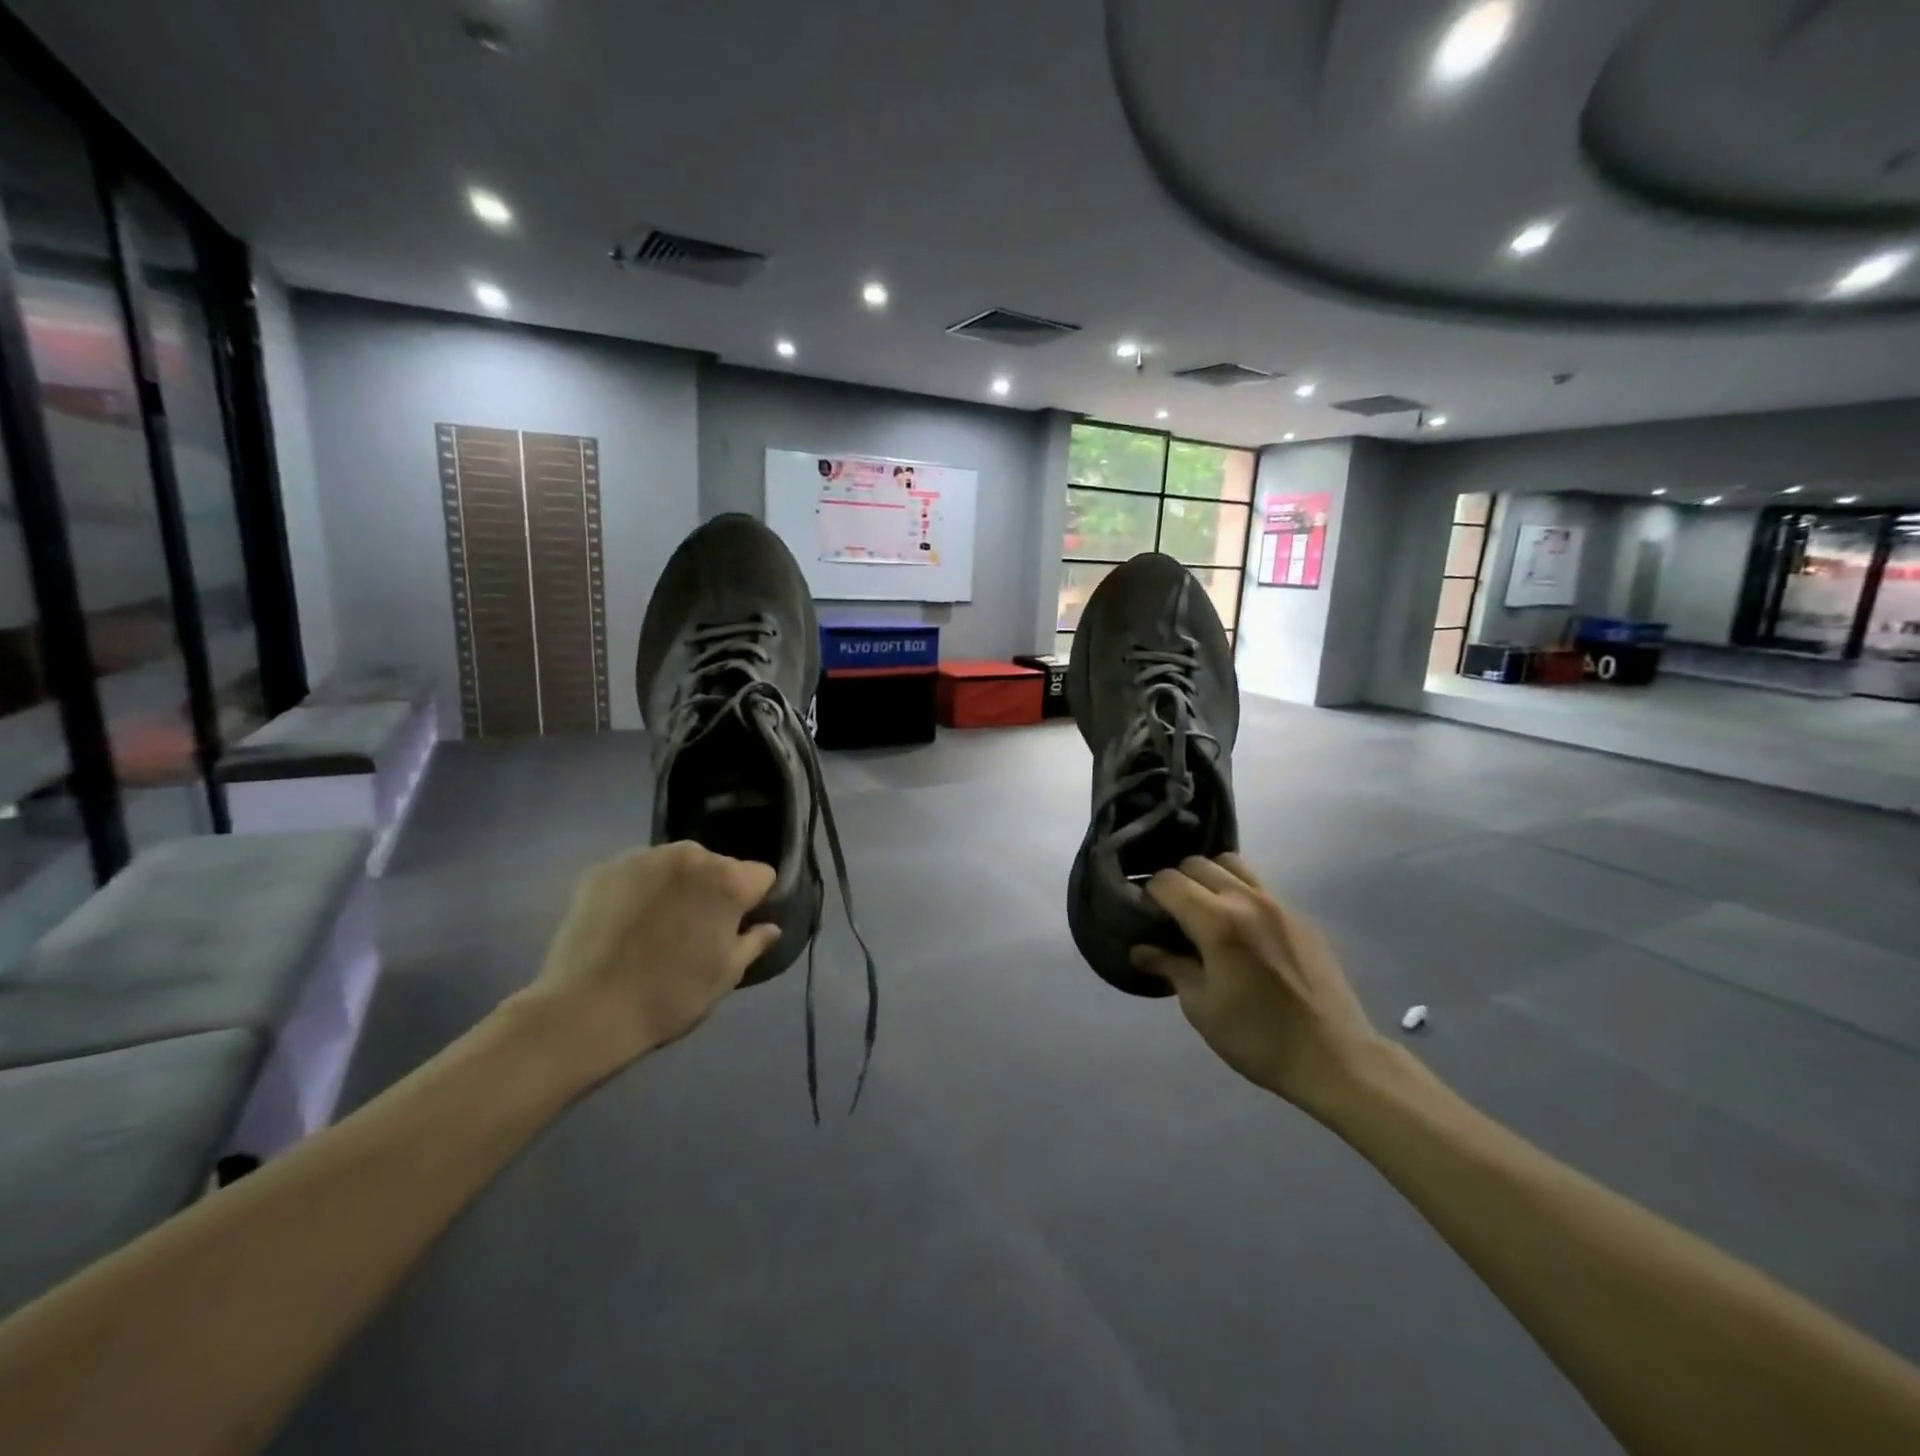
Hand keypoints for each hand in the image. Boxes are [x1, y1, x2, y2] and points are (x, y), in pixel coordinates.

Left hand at [518, 841, 779, 1077]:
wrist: (585, 1011)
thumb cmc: (670, 996)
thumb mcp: (726, 976)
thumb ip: (754, 943)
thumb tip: (770, 927)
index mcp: (727, 879)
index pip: (760, 875)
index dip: (753, 901)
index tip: (738, 926)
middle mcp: (689, 856)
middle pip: (717, 865)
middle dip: (713, 889)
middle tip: (695, 928)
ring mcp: (643, 857)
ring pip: (676, 865)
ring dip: (677, 885)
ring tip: (657, 924)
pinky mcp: (605, 868)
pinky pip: (638, 872)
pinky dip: (640, 889)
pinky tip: (626, 922)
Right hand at [1132, 854, 1384, 1115]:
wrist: (1335, 1058)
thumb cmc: (1257, 1038)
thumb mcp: (1201, 1008)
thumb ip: (1170, 968)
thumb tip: (1141, 950)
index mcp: (1217, 922)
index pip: (1168, 881)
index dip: (1149, 894)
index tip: (1143, 915)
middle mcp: (1246, 900)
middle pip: (1198, 863)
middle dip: (1176, 881)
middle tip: (1170, 913)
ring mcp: (1279, 904)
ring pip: (1232, 864)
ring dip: (1209, 878)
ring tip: (1204, 910)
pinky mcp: (1300, 917)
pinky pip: (1260, 886)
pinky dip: (1239, 892)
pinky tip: (1239, 928)